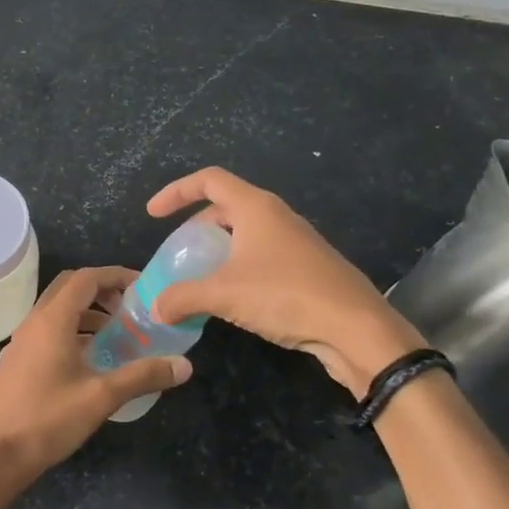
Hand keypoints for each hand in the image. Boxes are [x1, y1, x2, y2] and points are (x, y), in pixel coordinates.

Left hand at [0, 266, 190, 478]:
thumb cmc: (49, 419)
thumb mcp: (102, 397)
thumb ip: (143, 376)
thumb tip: (185, 365)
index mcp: (52, 320)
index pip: (85, 278)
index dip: (115, 276)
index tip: (143, 287)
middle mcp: (33, 322)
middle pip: (68, 288)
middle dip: (101, 290)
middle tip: (130, 308)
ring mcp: (20, 342)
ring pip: (56, 312)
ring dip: (86, 313)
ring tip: (116, 335)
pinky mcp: (16, 362)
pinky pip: (47, 332)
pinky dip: (71, 332)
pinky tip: (90, 361)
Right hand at [146, 167, 423, 393]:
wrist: (356, 328)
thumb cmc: (285, 295)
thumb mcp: (224, 295)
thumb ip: (182, 297)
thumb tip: (155, 308)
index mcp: (256, 208)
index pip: (208, 180)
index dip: (176, 191)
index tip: (153, 214)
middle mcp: (277, 216)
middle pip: (226, 206)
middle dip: (196, 226)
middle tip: (178, 253)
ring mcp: (296, 241)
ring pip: (246, 233)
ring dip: (218, 250)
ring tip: (200, 277)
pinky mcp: (307, 268)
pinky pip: (262, 255)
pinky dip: (239, 267)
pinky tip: (233, 298)